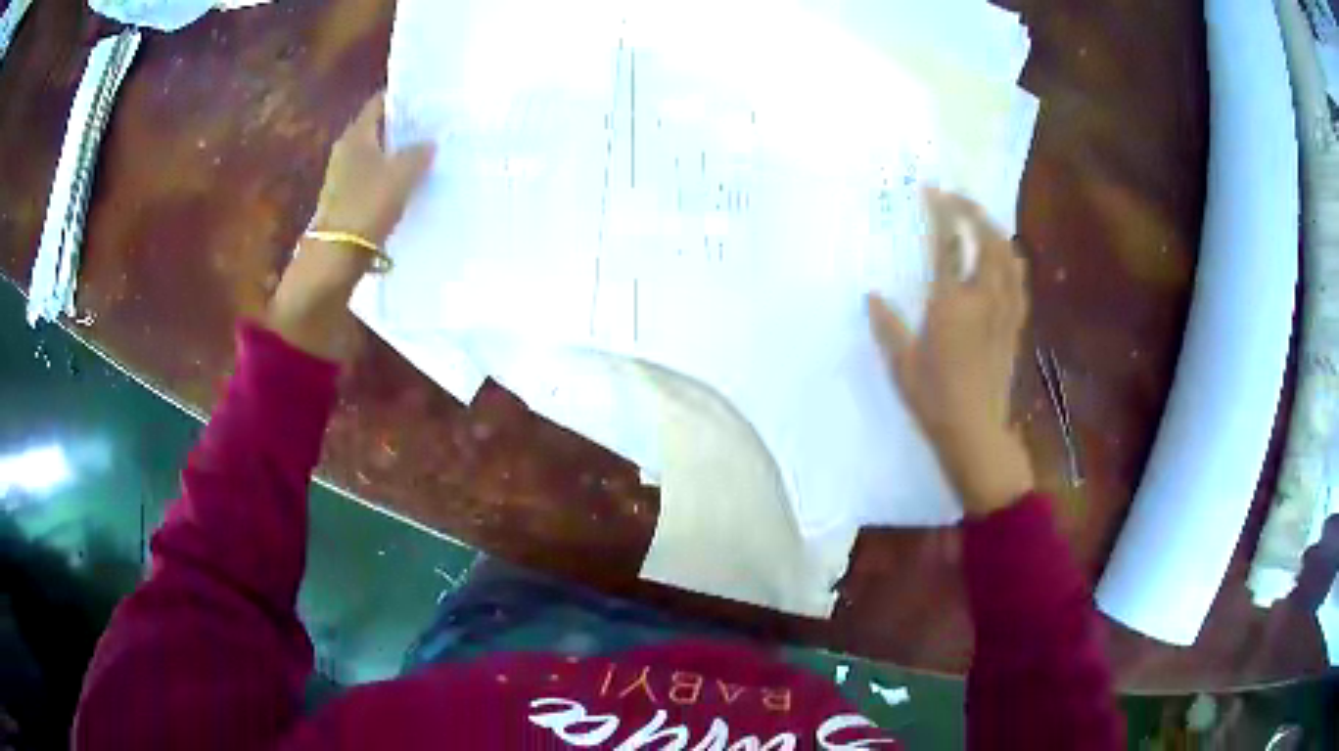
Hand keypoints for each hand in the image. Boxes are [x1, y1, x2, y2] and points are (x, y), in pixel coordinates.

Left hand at [265, 91, 434, 360]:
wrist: (334, 260)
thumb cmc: (365, 207)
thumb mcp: (400, 175)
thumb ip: (418, 153)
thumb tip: (429, 142)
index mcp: (356, 136)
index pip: (380, 103)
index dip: (403, 96)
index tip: (429, 95)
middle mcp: (347, 151)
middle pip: (379, 129)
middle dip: (405, 125)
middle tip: (437, 123)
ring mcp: (345, 178)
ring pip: (378, 154)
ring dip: (399, 152)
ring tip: (431, 151)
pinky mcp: (349, 202)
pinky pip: (376, 178)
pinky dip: (392, 176)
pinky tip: (413, 183)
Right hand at [869, 188, 1033, 516]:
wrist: (976, 431)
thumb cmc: (934, 399)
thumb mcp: (902, 364)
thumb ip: (887, 326)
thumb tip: (872, 296)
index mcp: (951, 303)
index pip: (948, 244)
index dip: (941, 213)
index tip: (931, 191)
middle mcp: (983, 298)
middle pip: (987, 240)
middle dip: (973, 211)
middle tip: (958, 198)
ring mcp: (1004, 311)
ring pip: (1009, 257)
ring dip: (995, 230)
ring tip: (981, 220)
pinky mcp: (1016, 325)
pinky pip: (1019, 281)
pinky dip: (1012, 259)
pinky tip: (1005, 256)